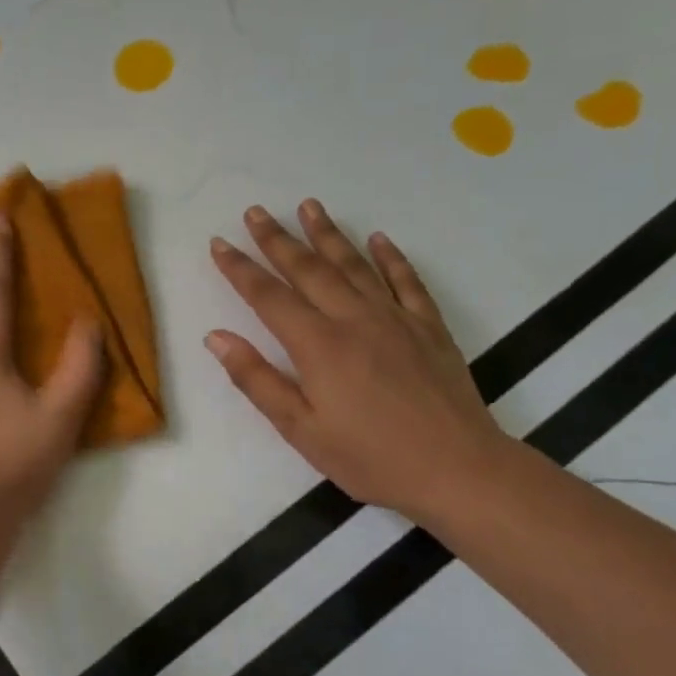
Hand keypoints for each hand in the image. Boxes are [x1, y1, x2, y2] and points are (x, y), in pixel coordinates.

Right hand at [205, 200, 507, 523]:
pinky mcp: (429, 327)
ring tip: (309, 205)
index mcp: (318, 345)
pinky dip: (391, 257)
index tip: (219, 242)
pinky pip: (407, 281)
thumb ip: (257, 380)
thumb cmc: (371, 458)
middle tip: (255, 211)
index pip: (268, 296)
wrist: (459, 470)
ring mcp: (396, 318)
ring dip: (328, 234)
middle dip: (277, 239)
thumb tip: (217, 337)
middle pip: (308, 269)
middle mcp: (354, 319)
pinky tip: (379, 238)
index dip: (240, 268)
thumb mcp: (301, 429)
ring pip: (354, 265)